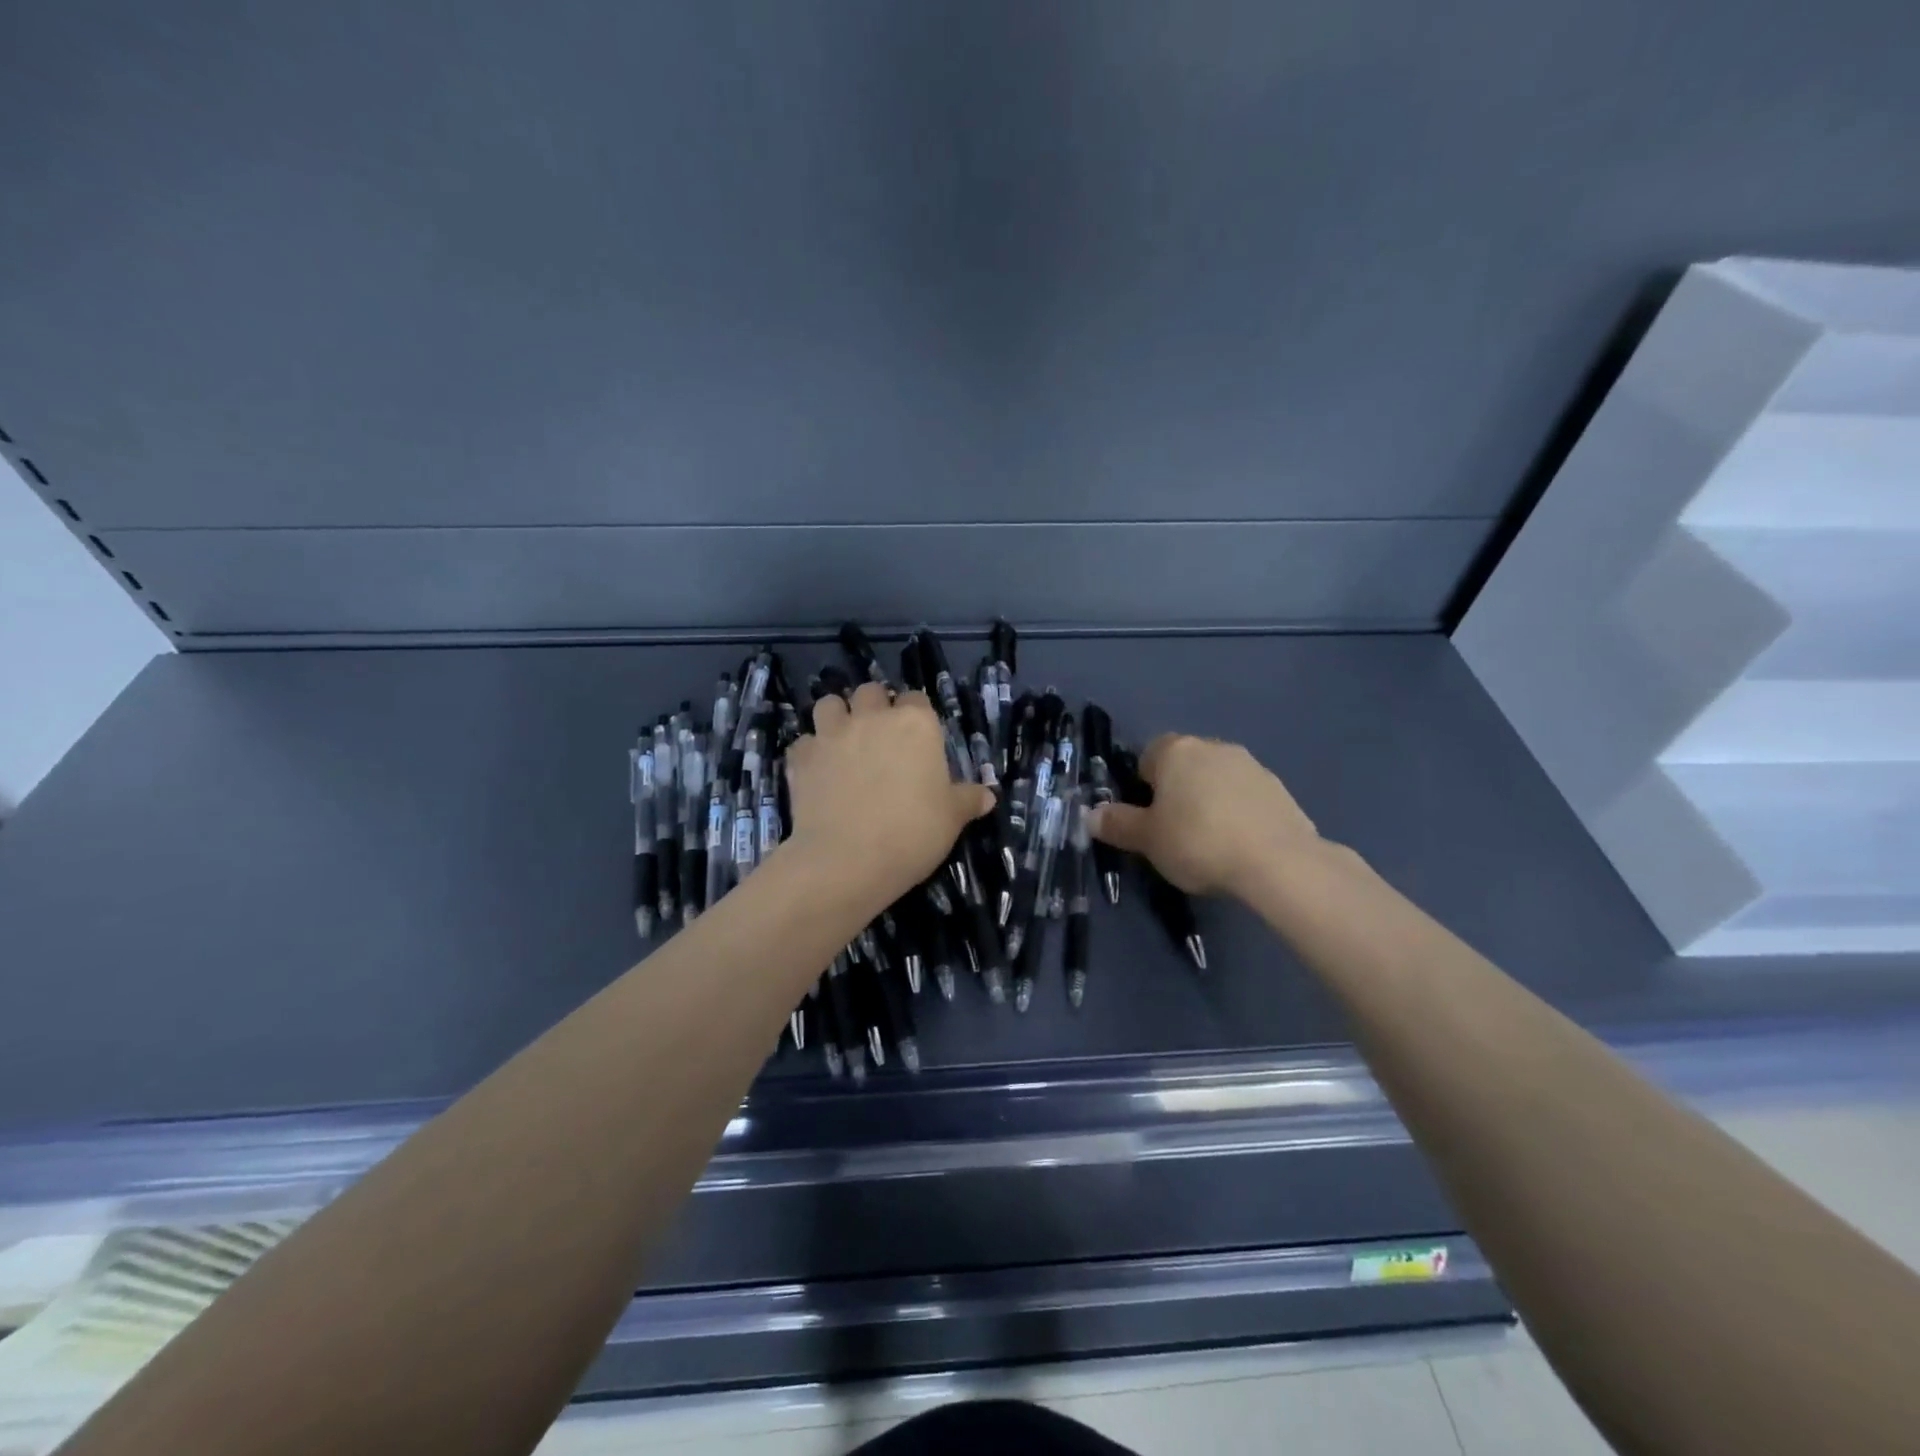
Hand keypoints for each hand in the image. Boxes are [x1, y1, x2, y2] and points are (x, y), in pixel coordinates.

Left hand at [784, 683, 993, 914]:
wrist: (848, 860)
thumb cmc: (913, 833)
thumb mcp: (952, 818)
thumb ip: (968, 800)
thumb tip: (988, 796)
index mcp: (915, 724)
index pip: (916, 699)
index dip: (916, 715)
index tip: (918, 738)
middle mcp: (872, 718)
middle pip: (870, 692)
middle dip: (874, 706)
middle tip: (879, 736)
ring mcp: (832, 735)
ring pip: (830, 704)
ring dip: (837, 716)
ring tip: (844, 741)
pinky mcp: (802, 758)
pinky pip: (804, 742)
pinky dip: (810, 752)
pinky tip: (818, 771)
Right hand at [1089, 733, 1322, 899]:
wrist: (1278, 862)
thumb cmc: (1198, 841)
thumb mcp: (1147, 839)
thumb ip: (1117, 824)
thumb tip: (1090, 815)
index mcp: (1176, 751)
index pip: (1147, 757)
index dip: (1142, 788)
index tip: (1147, 819)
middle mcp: (1213, 747)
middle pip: (1184, 766)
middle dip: (1177, 792)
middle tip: (1174, 832)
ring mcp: (1251, 765)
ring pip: (1216, 780)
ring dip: (1209, 801)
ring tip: (1210, 843)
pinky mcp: (1280, 789)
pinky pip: (1246, 798)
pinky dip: (1238, 814)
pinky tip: (1239, 845)